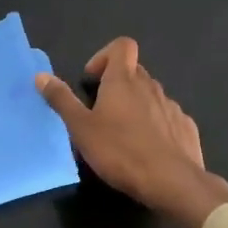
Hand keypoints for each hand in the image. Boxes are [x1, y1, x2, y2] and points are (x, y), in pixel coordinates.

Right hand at [36, 38, 227, 227]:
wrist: (171, 182)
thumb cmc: (120, 151)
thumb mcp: (81, 129)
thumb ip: (61, 100)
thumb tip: (41, 75)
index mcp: (123, 81)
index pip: (122, 46)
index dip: (105, 56)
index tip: (92, 81)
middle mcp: (150, 86)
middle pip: (134, 71)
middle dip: (116, 84)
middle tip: (100, 112)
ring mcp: (172, 106)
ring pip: (150, 95)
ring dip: (135, 105)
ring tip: (122, 135)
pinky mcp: (186, 127)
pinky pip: (167, 117)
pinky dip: (155, 125)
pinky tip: (147, 149)